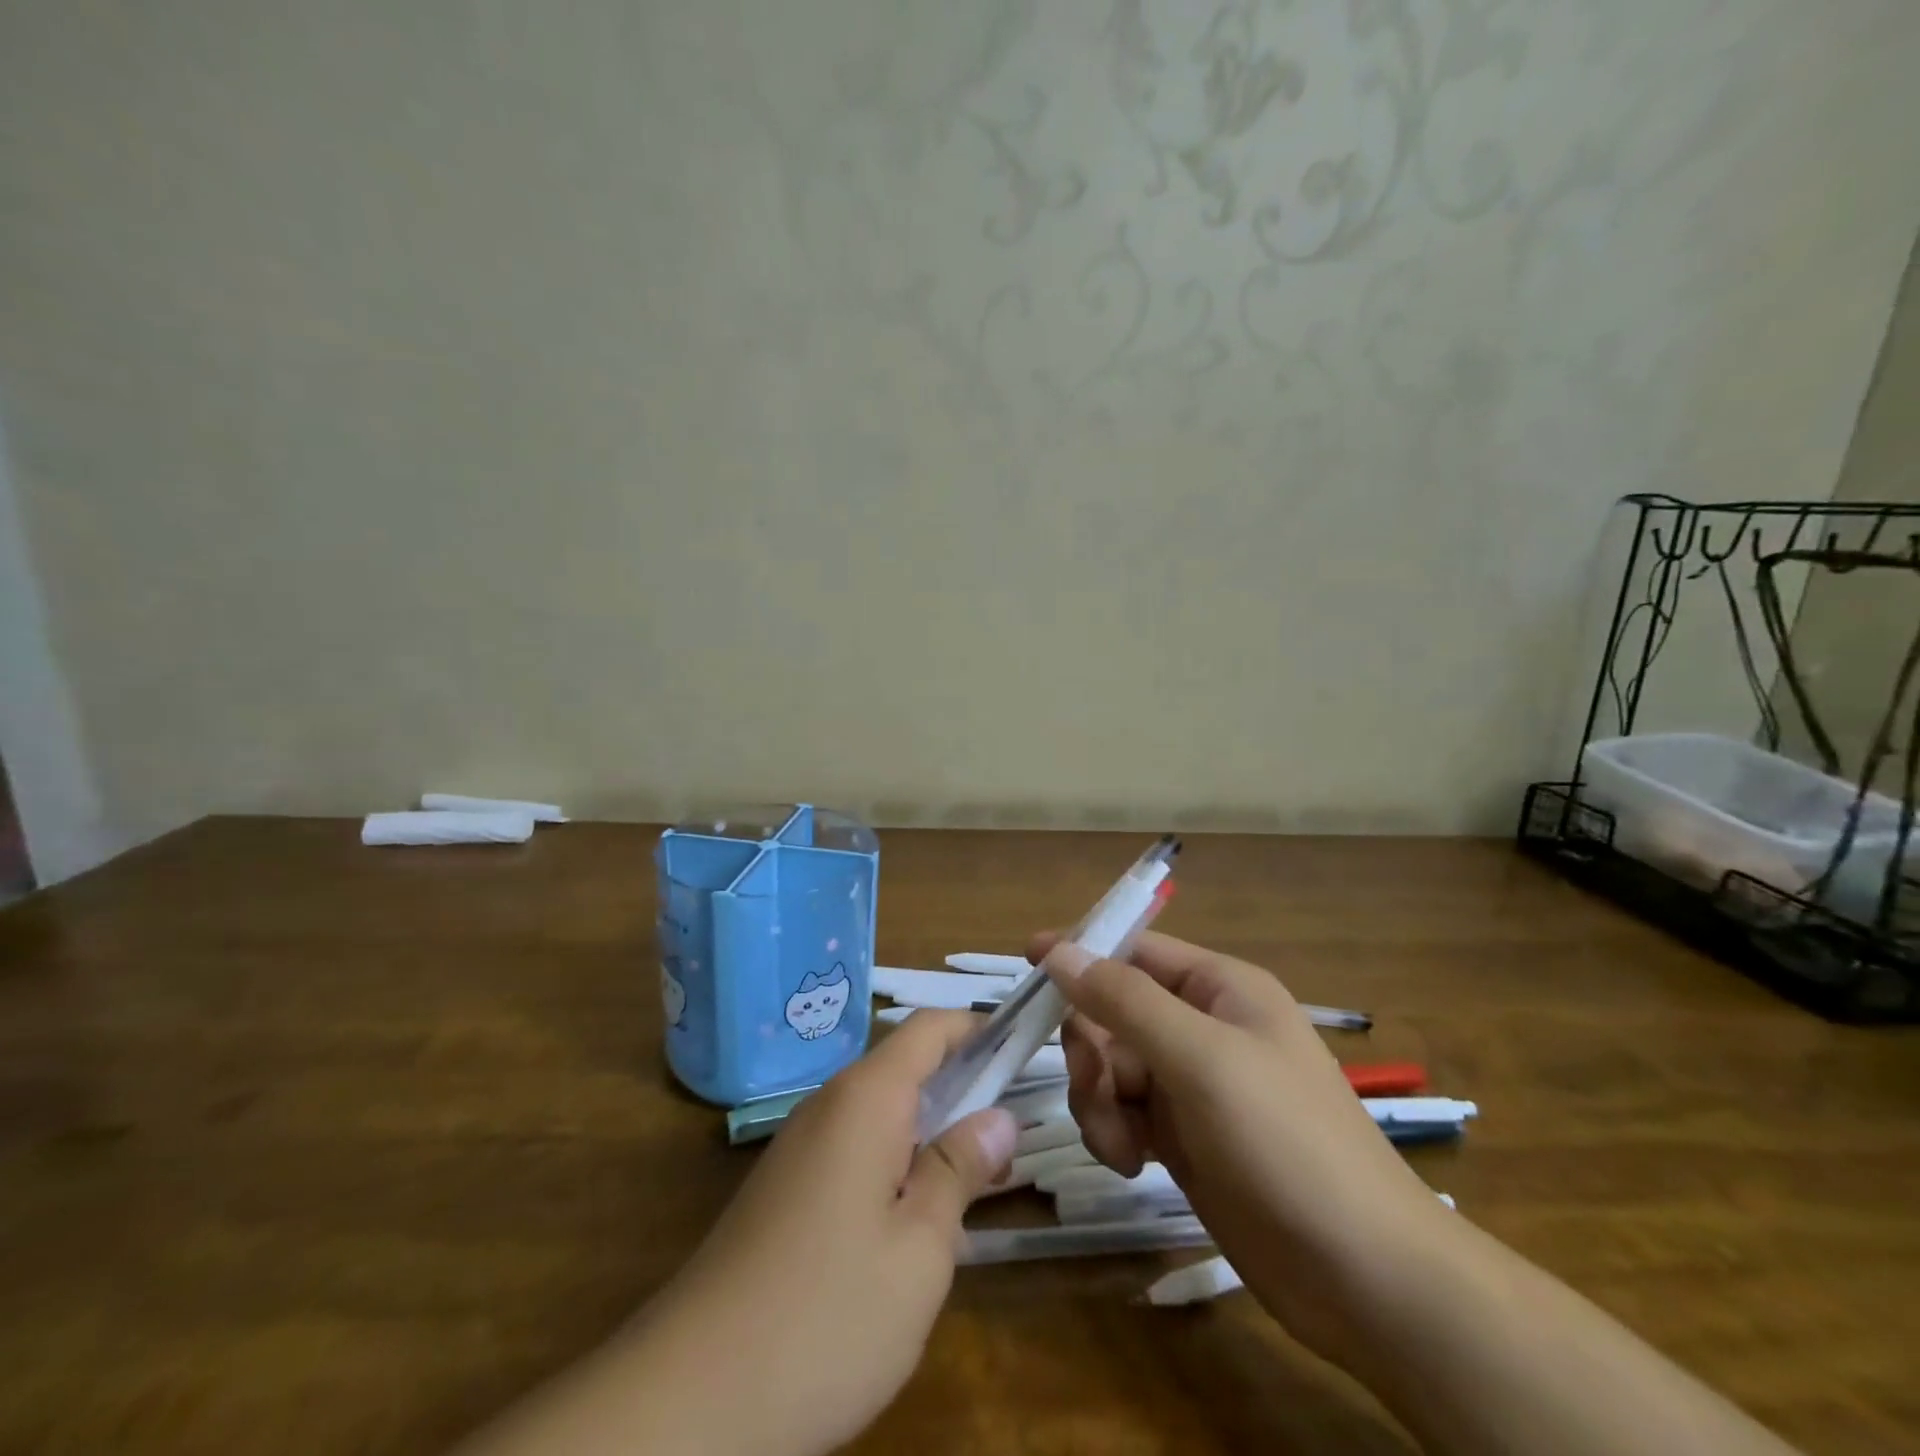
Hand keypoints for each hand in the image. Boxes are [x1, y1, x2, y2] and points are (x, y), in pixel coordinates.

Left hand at [625, 1010, 1016, 1455]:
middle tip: (1012, 1131)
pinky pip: (853, 1148)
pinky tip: (912, 1220)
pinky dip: (894, 1161)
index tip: (1024, 1047)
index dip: (978, 1028)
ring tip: (975, 1180)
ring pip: (880, 1111)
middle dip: (961, 1085)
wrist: (689, 1400)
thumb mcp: (918, 1249)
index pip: (929, 1029)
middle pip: (905, 1066)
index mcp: (865, 1099)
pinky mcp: (783, 1189)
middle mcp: (828, 1105)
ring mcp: (800, 1147)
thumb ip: (959, 1171)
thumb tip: (998, 1119)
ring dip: (929, 1130)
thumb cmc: (825, 1315)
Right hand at [1030, 930, 1446, 1362]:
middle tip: (1095, 1087)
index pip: (1134, 950)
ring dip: (1099, 1100)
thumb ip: (1124, 1001)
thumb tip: (1059, 951)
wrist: (1363, 1276)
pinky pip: (1123, 1112)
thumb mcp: (1201, 1059)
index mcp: (1218, 988)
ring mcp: (1192, 1085)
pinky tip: (1131, 1164)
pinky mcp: (1183, 1137)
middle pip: (1112, 1012)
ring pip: (1111, 1067)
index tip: (1027, 962)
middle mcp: (1202, 1026)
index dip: (1081, 952)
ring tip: (1121, 1144)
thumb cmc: (1286, 1142)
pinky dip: (1114, 1132)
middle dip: (1092, 1049)